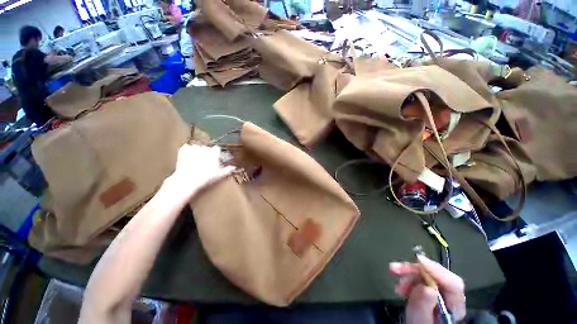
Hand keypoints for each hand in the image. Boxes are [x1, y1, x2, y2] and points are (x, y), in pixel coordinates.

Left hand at [164, 144, 234, 201]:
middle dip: (206, 153)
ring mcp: (194, 148)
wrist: (188, 180)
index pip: (217, 149)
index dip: (216, 153)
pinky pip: (186, 147)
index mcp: (214, 153)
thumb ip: (227, 170)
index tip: (215, 158)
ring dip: (197, 151)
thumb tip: (234, 167)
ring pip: (197, 147)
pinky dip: (187, 151)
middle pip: (207, 148)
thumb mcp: (220, 175)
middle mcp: (205, 148)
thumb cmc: (206, 178)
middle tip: (205, 162)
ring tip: (195, 160)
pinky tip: (187, 157)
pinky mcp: (183, 150)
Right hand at [390, 256, 465, 323]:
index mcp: (454, 308)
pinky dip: (407, 279)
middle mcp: (449, 298)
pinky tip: (401, 287)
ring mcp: (439, 295)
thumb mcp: (420, 321)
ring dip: (408, 275)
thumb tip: (425, 287)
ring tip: (396, 282)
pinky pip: (419, 279)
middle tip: (395, 268)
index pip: (453, 284)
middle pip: (436, 276)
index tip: (418, 260)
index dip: (436, 270)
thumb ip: (423, 306)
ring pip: (425, 276)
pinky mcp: (429, 292)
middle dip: (414, 270)